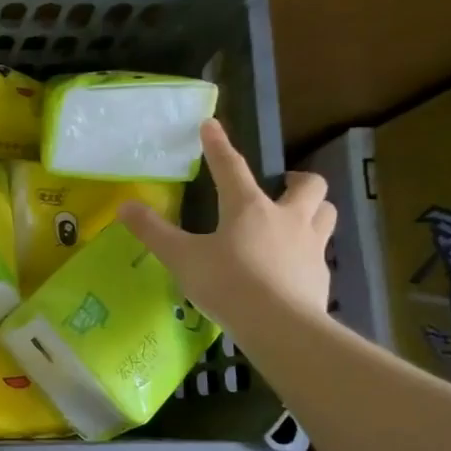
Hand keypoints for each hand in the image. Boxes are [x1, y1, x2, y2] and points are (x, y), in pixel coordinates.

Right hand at [118, 120, 335, 329]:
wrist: (278, 325)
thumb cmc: (227, 284)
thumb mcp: (182, 258)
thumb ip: (153, 232)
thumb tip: (124, 206)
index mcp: (249, 208)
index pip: (230, 167)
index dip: (218, 145)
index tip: (210, 125)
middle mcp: (287, 218)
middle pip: (307, 185)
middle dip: (296, 180)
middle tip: (280, 187)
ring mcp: (310, 246)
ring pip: (326, 213)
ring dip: (314, 209)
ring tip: (296, 220)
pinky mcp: (321, 275)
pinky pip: (321, 253)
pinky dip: (309, 252)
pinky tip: (293, 267)